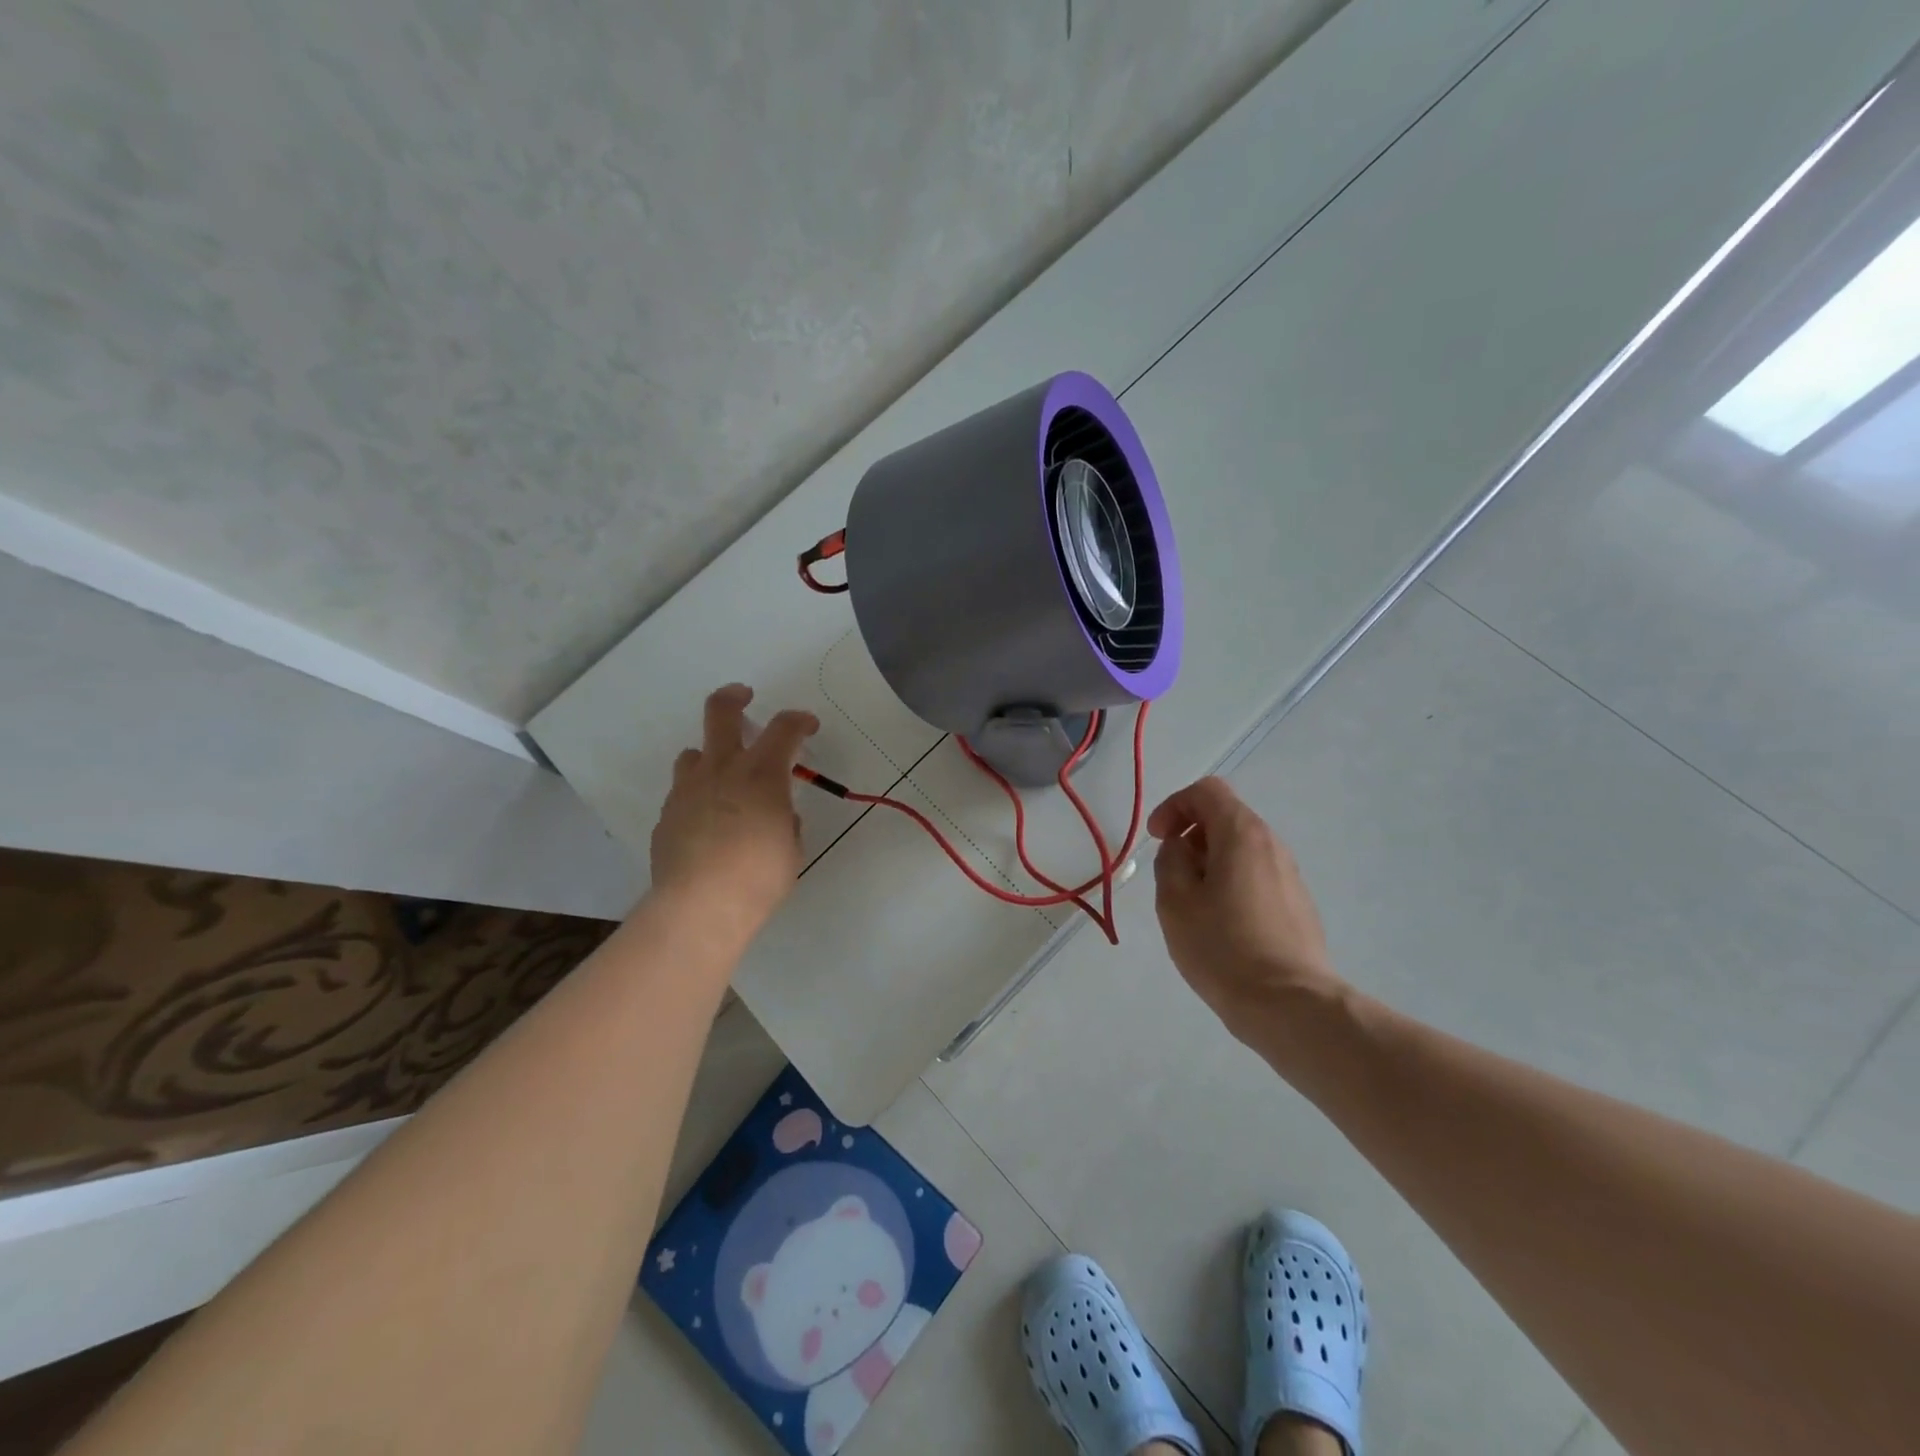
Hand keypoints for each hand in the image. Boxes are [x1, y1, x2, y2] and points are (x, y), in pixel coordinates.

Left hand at [650, 684, 818, 923]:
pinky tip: (707, 825)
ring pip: (693, 753)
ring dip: (710, 756)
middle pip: (721, 712)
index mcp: (761, 774)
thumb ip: (786, 822)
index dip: (799, 720)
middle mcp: (721, 770)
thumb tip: (779, 817)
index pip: (784, 728)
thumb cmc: (759, 877)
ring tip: (723, 778)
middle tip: (744, 697)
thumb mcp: (791, 849)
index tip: (808, 726)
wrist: (699, 907)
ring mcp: (687, 790)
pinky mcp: (667, 816)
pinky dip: (698, 797)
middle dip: (734, 698)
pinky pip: (683, 794)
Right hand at [1148, 776, 1344, 1040]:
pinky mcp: (1298, 905)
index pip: (1207, 791)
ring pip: (1241, 849)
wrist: (1289, 1005)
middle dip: (1191, 835)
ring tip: (1193, 903)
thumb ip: (1171, 860)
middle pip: (1226, 817)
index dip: (1174, 806)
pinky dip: (1231, 883)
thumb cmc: (1223, 947)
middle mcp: (1272, 845)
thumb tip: (1181, 847)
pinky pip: (1257, 876)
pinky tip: (1221, 925)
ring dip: (1210, 862)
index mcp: (1241, 834)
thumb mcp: (1175, 901)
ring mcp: (1290, 876)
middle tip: (1171, 873)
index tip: (1158, 839)